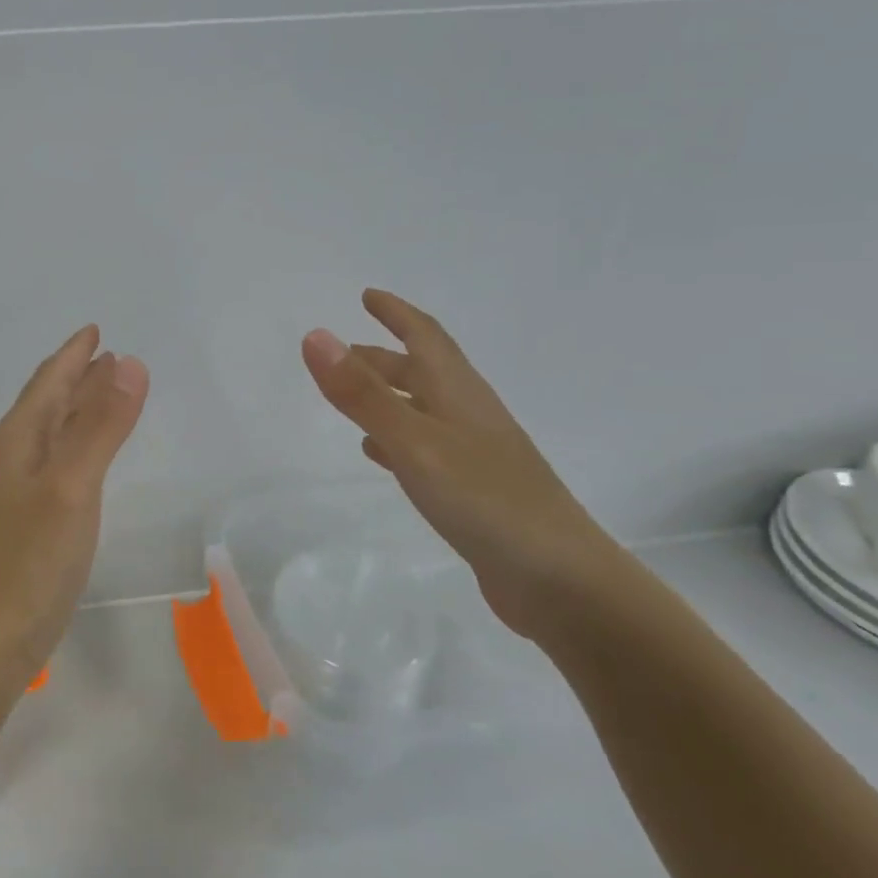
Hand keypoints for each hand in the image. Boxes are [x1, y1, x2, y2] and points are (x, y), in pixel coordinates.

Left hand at [0, 326, 149, 685]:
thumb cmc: (29, 560)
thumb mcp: (71, 485)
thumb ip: (101, 425)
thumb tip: (130, 362)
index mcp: (18, 439)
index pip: (49, 381)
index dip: (74, 354)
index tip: (96, 330)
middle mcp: (12, 457)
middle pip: (48, 402)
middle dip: (78, 376)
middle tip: (110, 356)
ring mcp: (16, 492)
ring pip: (51, 433)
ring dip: (77, 408)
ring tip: (105, 392)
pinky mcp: (26, 522)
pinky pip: (55, 463)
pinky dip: (76, 444)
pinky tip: (84, 457)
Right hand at [301, 289, 622, 638]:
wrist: (561, 582)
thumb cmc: (486, 500)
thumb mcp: (414, 441)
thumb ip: (362, 393)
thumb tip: (316, 336)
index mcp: (459, 393)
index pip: (425, 337)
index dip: (397, 313)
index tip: (368, 295)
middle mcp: (469, 416)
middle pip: (423, 372)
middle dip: (383, 357)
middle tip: (343, 353)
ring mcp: (475, 455)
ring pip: (423, 409)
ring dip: (388, 396)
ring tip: (352, 399)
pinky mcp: (474, 491)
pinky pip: (426, 448)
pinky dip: (397, 439)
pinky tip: (380, 453)